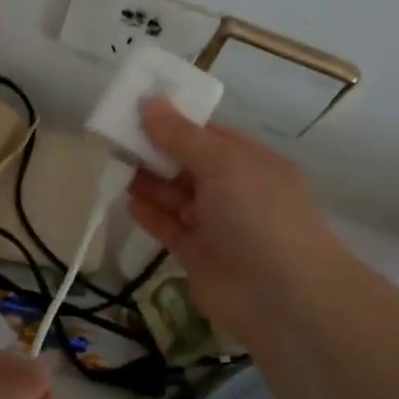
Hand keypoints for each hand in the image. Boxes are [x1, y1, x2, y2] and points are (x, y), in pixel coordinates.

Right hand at [126, 99, 345, 348]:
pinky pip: (169, 227)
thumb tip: (150, 101)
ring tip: (115, 164)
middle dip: (156, 150)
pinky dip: (149, 214)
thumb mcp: (222, 163)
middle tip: (116, 137)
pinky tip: (127, 200)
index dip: (174, 120)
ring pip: (176, 195)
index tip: (137, 108)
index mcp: (250, 161)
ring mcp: (216, 225)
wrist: (283, 297)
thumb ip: (181, 136)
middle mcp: (234, 190)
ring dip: (148, 180)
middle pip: (188, 163)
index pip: (208, 133)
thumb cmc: (258, 214)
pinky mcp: (198, 255)